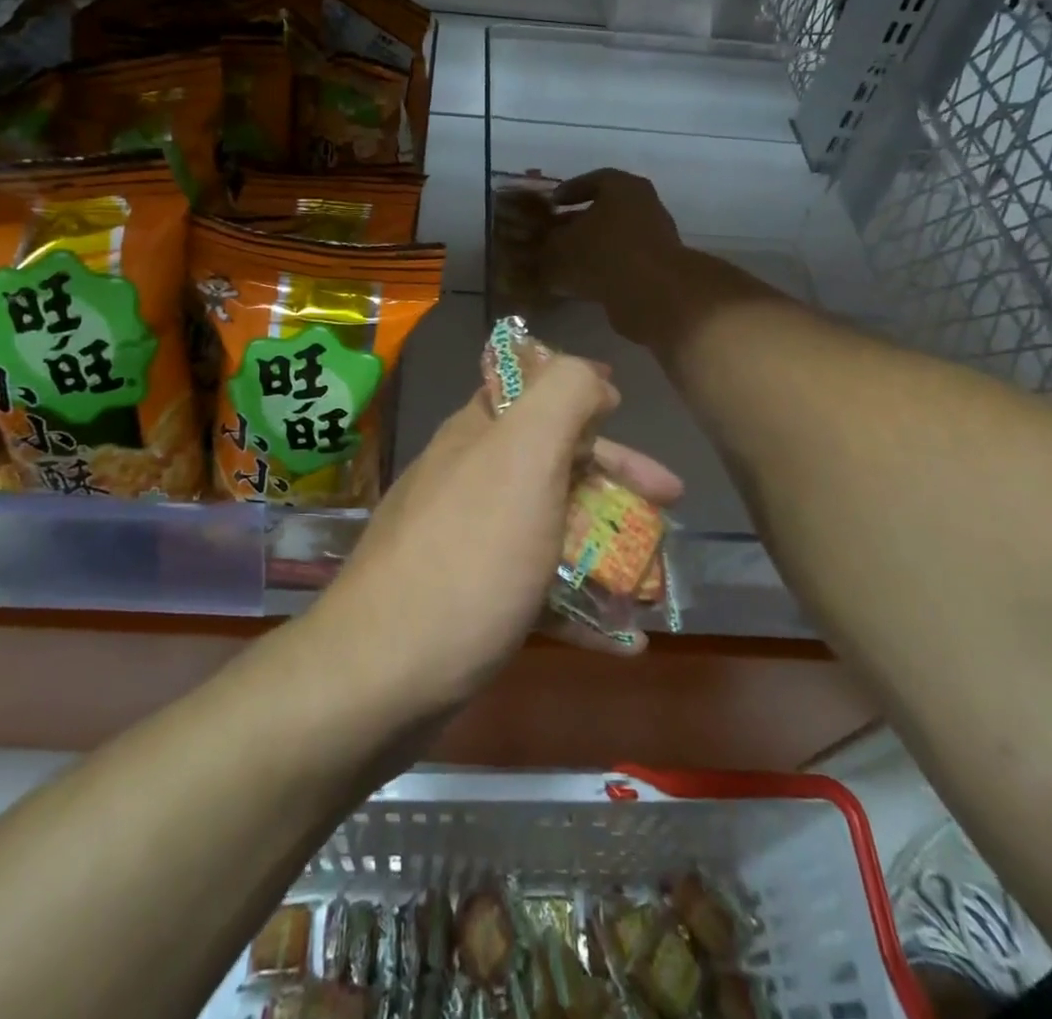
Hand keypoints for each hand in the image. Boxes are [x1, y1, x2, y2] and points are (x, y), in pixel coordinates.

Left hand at [313, 355, 682, 716]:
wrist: (381, 674)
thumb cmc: (469, 556)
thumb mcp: (523, 456)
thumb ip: (561, 397)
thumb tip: (590, 377)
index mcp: (480, 435)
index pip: (534, 390)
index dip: (583, 394)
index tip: (626, 412)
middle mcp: (469, 478)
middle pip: (552, 461)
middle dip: (614, 477)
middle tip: (669, 502)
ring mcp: (465, 542)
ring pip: (548, 526)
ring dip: (604, 543)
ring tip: (653, 576)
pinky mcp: (468, 600)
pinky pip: (536, 589)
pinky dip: (580, 603)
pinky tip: (622, 638)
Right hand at [544, 170, 685, 343]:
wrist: (652, 294)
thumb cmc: (602, 254)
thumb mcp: (560, 248)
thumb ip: (546, 246)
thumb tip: (542, 249)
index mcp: (622, 187)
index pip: (593, 180)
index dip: (569, 191)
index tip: (551, 203)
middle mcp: (644, 206)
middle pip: (606, 210)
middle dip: (579, 223)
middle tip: (554, 235)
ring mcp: (655, 237)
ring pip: (615, 238)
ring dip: (592, 249)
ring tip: (564, 263)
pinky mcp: (658, 268)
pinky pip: (624, 262)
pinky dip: (604, 270)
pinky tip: (583, 284)